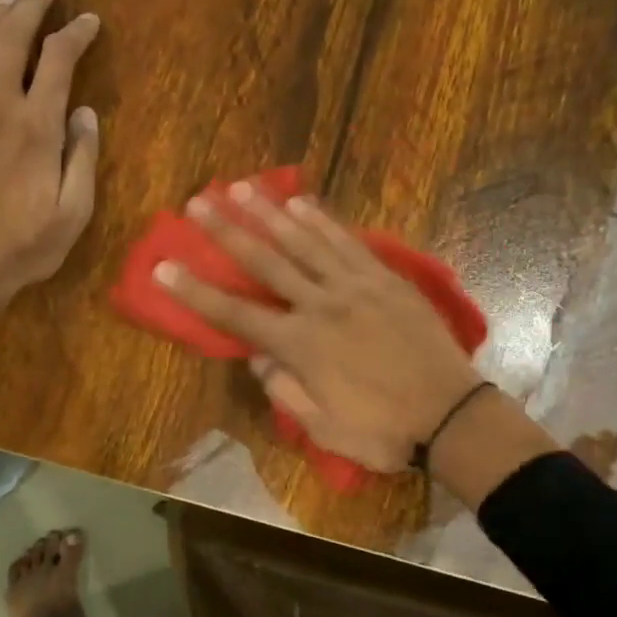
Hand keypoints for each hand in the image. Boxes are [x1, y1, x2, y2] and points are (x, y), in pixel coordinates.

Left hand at [0, 0, 100, 330]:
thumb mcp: (73, 215)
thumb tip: (84, 113)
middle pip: (12, 38)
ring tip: (5, 5)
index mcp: (37, 127)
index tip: (88, 22)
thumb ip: (82, 159)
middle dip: (31, 7)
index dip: (75, 33)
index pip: (58, 60)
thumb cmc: (22, 249)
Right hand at [154, 181, 486, 472]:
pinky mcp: (385, 279)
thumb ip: (284, 391)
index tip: (164, 267)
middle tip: (196, 202)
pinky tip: (299, 202)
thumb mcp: (322, 428)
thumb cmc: (382, 430)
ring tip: (239, 186)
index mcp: (301, 346)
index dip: (195, 291)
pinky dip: (321, 220)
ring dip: (268, 212)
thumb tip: (257, 359)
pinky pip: (347, 242)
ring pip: (304, 241)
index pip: (234, 314)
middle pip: (265, 262)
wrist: (451, 416)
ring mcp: (356, 287)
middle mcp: (321, 306)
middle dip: (226, 231)